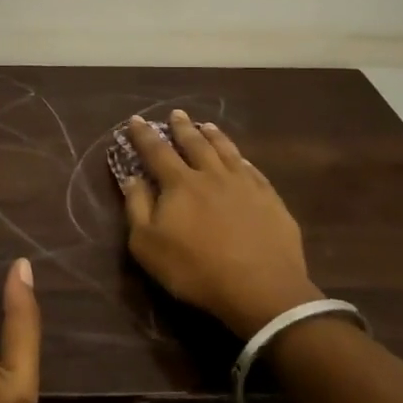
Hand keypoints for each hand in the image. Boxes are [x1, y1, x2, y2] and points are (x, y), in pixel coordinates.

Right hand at [119, 111, 320, 337]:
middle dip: (182, 128)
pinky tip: (242, 158)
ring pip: (226, 151)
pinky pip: (253, 170)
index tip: (136, 119)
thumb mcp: (148, 245)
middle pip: (194, 144)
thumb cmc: (195, 269)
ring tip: (207, 126)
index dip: (144, 135)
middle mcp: (212, 175)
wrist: (261, 288)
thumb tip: (132, 178)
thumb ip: (137, 208)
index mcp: (180, 184)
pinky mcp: (270, 199)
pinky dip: (242, 159)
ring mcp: (245, 185)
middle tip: (176, 114)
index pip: (157, 152)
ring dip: (214, 136)